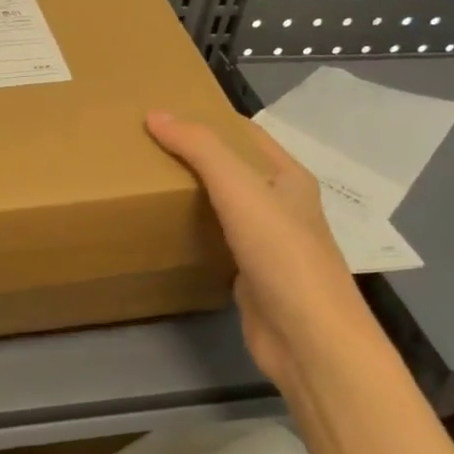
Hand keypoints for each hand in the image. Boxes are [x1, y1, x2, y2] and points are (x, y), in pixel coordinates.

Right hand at [146, 111, 374, 392]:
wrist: (308, 338)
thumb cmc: (281, 253)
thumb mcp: (240, 189)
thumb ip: (200, 149)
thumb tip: (155, 115)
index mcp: (289, 177)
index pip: (246, 134)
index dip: (209, 119)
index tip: (164, 115)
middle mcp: (282, 206)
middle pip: (234, 170)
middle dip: (196, 157)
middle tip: (145, 147)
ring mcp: (268, 244)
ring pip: (225, 208)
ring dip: (194, 195)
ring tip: (146, 182)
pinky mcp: (251, 277)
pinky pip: (218, 244)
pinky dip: (195, 233)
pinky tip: (166, 230)